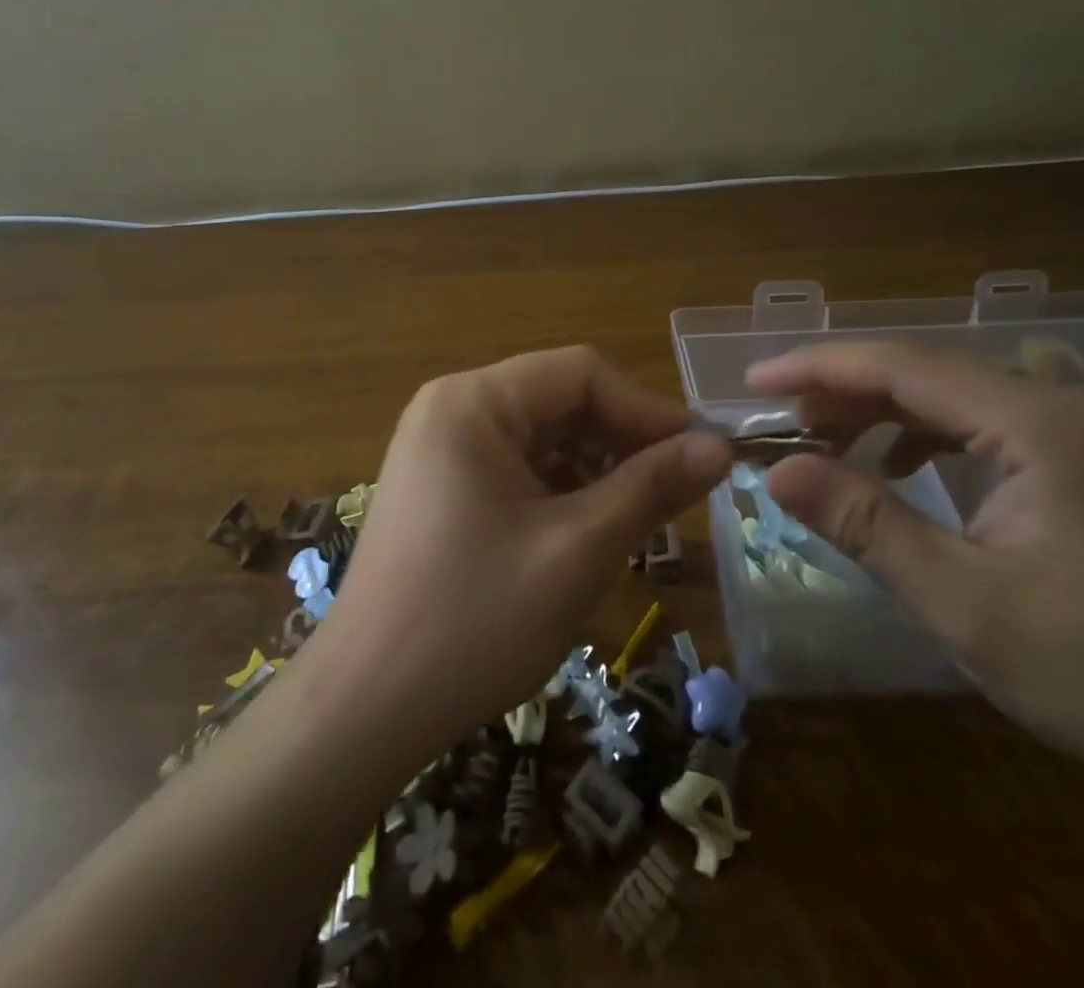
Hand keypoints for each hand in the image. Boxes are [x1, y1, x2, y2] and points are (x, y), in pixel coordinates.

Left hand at [312, 347, 730, 757]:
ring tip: (637, 519)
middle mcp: (451, 409)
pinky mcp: (440, 488)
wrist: (364, 710)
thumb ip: (651, 489)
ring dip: (595, 469)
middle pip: (560, 400)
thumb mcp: (578, 551)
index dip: (647, 410)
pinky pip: (516, 468)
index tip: (700, 457)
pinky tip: (586, 533)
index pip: (581, 373)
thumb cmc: (475, 621)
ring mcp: (440, 448)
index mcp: (474, 402)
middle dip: (621, 442)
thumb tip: (719, 448)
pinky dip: (559, 491)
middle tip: (676, 494)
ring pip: (541, 437)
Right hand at [749, 342, 1083, 887]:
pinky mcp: (1077, 458)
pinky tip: (893, 466)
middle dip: (842, 390)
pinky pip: (976, 423)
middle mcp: (1058, 405)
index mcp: (1039, 425)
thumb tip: (774, 471)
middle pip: (924, 371)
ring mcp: (1074, 428)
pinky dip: (919, 434)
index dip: (819, 366)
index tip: (753, 380)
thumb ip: (865, 525)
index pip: (904, 367)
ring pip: (948, 394)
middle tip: (776, 422)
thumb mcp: (966, 603)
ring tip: (820, 441)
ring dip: (877, 410)